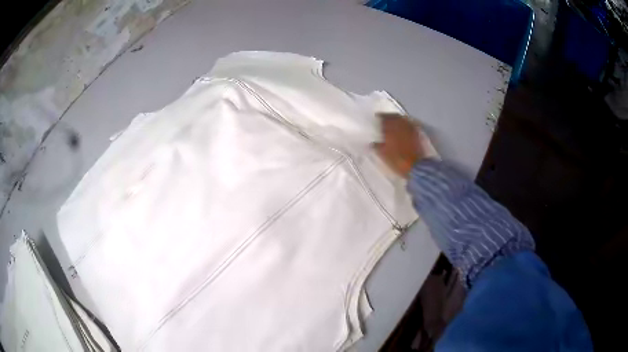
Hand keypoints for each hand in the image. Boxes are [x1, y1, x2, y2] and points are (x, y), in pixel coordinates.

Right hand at [373, 113, 426, 177]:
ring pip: (402, 119)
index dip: (379, 117)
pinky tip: (403, 128)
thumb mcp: (383, 154)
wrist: (415, 166)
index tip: (376, 118)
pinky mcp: (417, 133)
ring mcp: (410, 128)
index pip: (383, 117)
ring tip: (394, 124)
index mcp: (390, 128)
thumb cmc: (397, 160)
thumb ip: (376, 146)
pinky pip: (409, 124)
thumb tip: (372, 143)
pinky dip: (405, 124)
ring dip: (397, 119)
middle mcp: (400, 125)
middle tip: (385, 120)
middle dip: (389, 117)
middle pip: (394, 116)